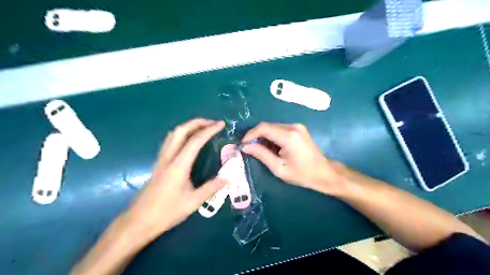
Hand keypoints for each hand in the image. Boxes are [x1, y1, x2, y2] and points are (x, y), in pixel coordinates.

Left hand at [125, 119, 226, 239]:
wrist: (139, 221)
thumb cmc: (167, 212)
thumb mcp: (193, 202)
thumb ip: (211, 188)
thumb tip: (228, 178)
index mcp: (178, 166)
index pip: (195, 141)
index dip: (209, 130)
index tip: (221, 125)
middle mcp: (168, 158)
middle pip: (180, 131)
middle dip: (197, 123)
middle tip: (212, 123)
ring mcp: (161, 160)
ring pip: (173, 134)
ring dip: (188, 127)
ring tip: (202, 128)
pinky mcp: (158, 164)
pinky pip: (170, 142)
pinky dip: (181, 134)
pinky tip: (188, 141)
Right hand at [241, 123, 342, 195]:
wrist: (324, 172)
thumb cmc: (302, 174)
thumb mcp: (279, 168)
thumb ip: (261, 155)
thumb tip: (245, 147)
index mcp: (289, 136)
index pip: (263, 128)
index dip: (250, 134)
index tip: (243, 145)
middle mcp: (293, 127)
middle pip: (267, 126)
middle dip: (256, 136)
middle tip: (251, 149)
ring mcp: (297, 126)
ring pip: (273, 127)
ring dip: (264, 137)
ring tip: (262, 151)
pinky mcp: (298, 128)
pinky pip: (280, 129)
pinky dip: (272, 137)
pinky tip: (273, 148)